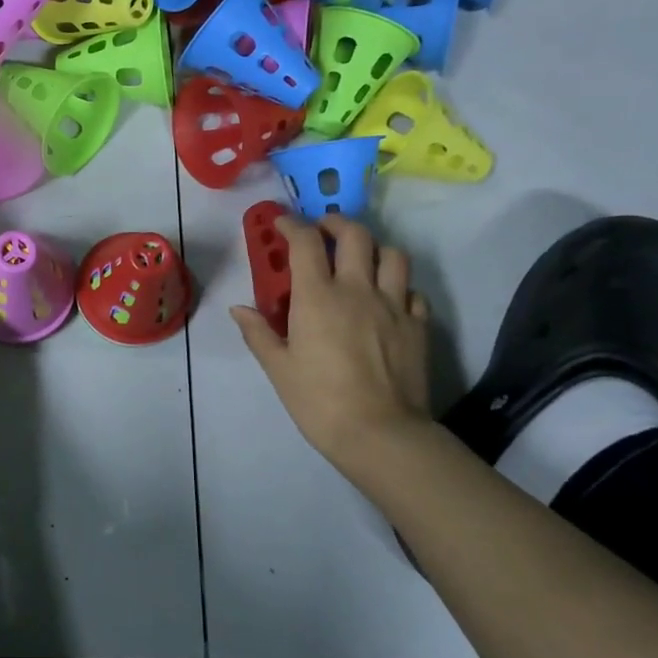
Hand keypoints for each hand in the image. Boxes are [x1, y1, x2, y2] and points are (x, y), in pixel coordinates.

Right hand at [230, 212, 431, 469]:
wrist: (380, 434)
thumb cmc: (319, 400)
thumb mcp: (278, 368)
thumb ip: (258, 333)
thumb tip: (239, 309)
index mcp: (318, 296)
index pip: (305, 242)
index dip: (292, 225)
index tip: (282, 224)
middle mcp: (358, 290)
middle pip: (355, 235)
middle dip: (336, 223)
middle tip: (323, 230)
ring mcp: (394, 306)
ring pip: (393, 255)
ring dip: (374, 248)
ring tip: (361, 258)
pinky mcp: (418, 326)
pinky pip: (413, 292)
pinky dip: (399, 286)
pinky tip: (388, 299)